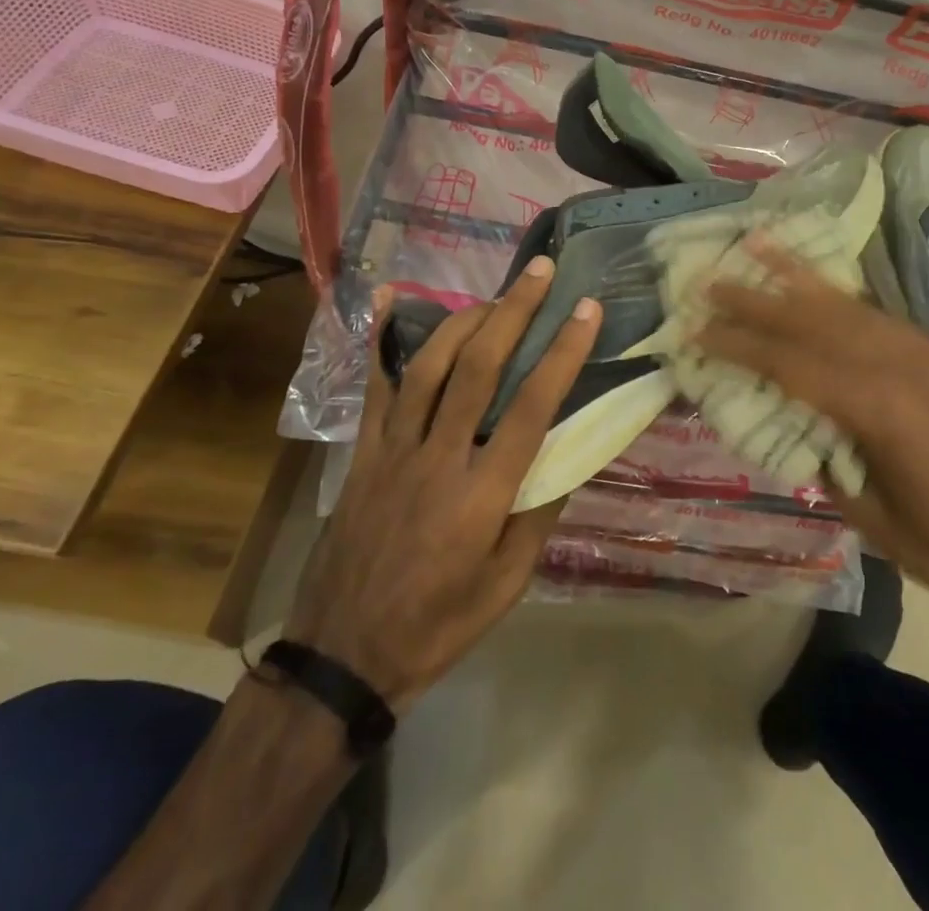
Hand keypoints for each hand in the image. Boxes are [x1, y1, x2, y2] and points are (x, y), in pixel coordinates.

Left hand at [283, 259, 600, 711]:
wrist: (342, 655)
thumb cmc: (438, 625)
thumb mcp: (507, 583)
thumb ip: (539, 513)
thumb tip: (568, 451)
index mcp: (482, 496)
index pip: (531, 408)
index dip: (562, 353)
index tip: (586, 310)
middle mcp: (438, 459)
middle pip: (478, 369)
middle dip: (513, 313)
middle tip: (540, 272)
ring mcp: (393, 450)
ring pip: (429, 365)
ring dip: (465, 319)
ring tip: (495, 293)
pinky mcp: (363, 451)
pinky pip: (375, 385)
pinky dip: (383, 338)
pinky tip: (393, 297)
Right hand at [698, 252, 928, 633]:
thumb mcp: (870, 513)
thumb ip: (825, 452)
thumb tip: (789, 415)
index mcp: (880, 408)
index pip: (791, 364)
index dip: (739, 346)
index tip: (697, 330)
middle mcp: (904, 363)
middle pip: (814, 322)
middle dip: (757, 300)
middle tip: (710, 281)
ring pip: (849, 306)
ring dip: (797, 278)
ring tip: (756, 246)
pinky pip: (880, 316)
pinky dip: (841, 297)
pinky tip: (818, 286)